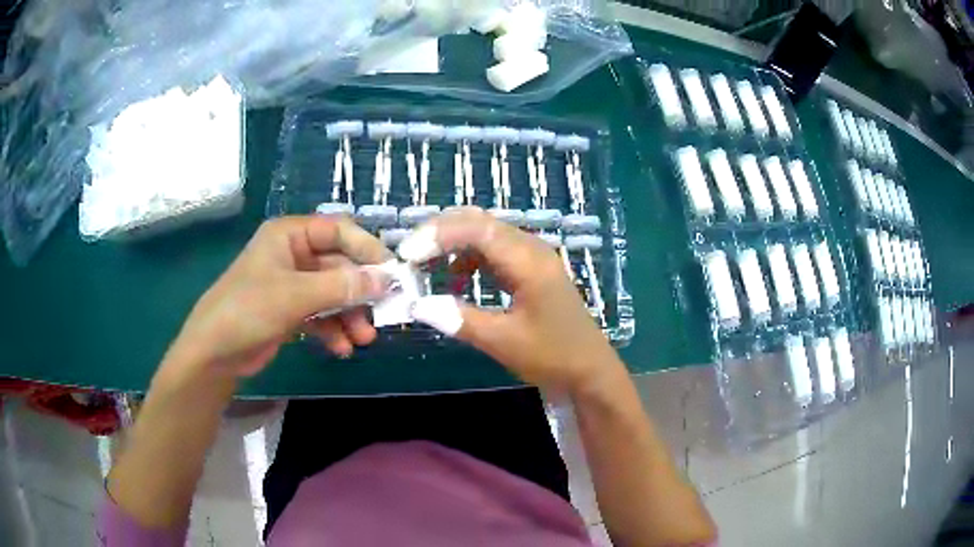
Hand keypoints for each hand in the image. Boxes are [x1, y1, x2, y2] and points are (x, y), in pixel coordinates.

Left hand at [167, 216, 391, 377]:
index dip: (367, 249)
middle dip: (359, 293)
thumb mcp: (296, 295)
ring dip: (350, 315)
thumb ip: (342, 286)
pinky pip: (321, 314)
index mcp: (289, 235)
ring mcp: (292, 284)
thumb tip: (386, 279)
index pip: (338, 230)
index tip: (392, 273)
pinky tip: (342, 349)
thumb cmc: (248, 310)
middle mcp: (293, 254)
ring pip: (333, 293)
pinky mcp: (290, 310)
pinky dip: (333, 330)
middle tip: (383, 314)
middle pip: (339, 266)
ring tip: (363, 339)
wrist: (214, 353)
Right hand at [398, 207, 621, 394]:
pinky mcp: (529, 269)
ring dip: (452, 243)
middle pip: (480, 222)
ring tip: (424, 263)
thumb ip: (460, 319)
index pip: (478, 229)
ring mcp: (532, 256)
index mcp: (529, 260)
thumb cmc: (552, 356)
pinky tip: (455, 280)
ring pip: (484, 233)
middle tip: (409, 254)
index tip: (408, 256)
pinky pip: (492, 250)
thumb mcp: (504, 341)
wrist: (589, 369)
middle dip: (440, 233)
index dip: (438, 235)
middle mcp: (531, 248)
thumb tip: (416, 304)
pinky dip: (467, 257)